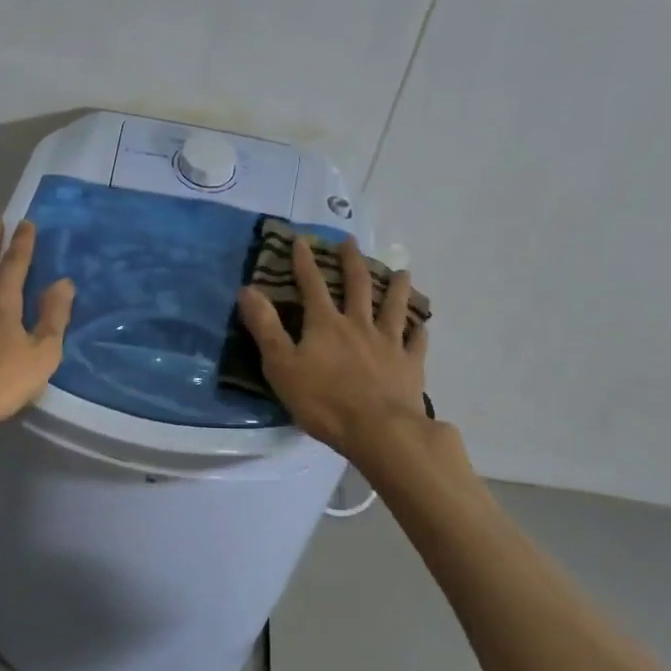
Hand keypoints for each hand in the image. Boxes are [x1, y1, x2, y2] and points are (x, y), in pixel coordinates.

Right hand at [237, 235, 428, 462]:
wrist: (379, 430)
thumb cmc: (324, 400)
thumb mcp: (282, 365)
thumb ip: (265, 327)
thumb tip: (248, 289)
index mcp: (326, 324)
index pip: (312, 285)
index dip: (305, 262)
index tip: (302, 240)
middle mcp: (359, 325)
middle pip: (358, 286)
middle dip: (352, 262)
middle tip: (351, 242)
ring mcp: (389, 343)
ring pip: (394, 307)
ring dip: (397, 288)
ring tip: (402, 272)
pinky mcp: (411, 366)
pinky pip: (417, 343)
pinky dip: (419, 332)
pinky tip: (422, 326)